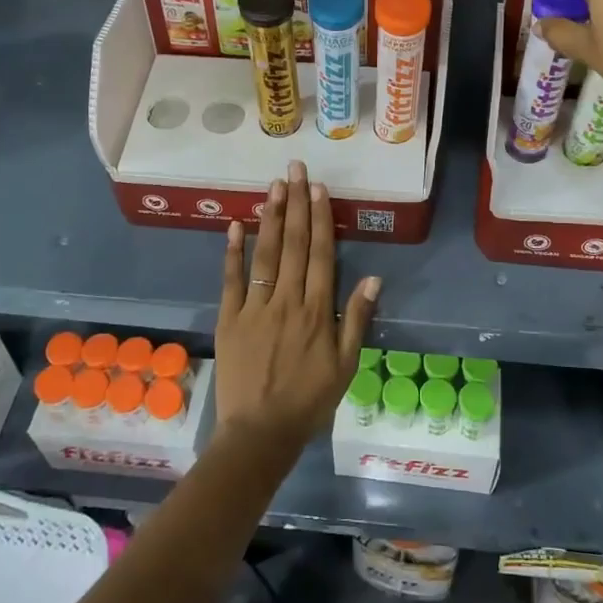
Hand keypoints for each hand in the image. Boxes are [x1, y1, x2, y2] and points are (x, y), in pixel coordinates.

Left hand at [215, 160, 379, 455]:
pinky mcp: (229, 319)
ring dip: (269, 217)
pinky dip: (232, 252)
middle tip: (296, 169)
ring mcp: (255, 308)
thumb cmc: (309, 400)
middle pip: (292, 244)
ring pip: (264, 254)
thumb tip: (373, 277)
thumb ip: (357, 318)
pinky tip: (235, 225)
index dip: (319, 218)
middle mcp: (287, 300)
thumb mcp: (346, 365)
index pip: (319, 254)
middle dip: (296, 203)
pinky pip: (231, 280)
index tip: (319, 188)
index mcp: (317, 311)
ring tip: (274, 186)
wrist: (260, 433)